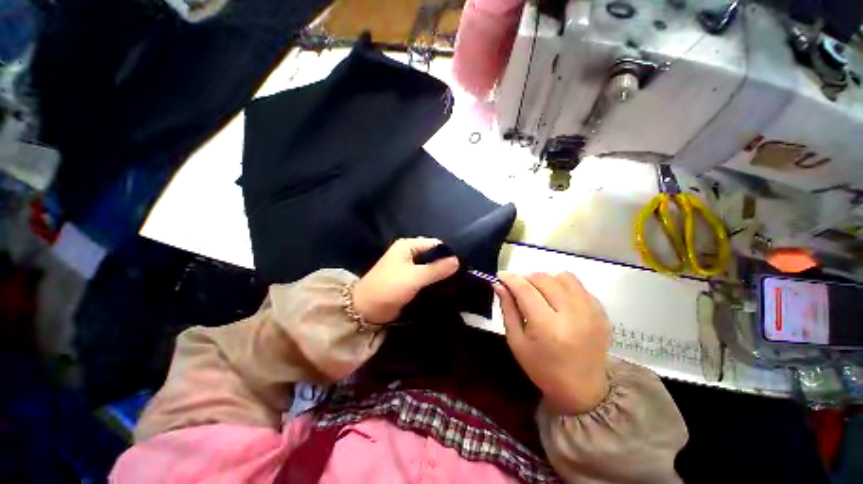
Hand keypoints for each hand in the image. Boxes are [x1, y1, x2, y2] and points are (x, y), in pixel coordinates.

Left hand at [353, 238, 459, 323]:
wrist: (367, 309)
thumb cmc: (389, 287)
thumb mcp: (414, 277)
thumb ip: (436, 269)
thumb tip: (457, 261)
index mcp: (407, 245)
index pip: (434, 244)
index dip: (448, 254)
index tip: (463, 265)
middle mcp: (408, 253)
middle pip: (432, 255)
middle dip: (445, 264)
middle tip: (462, 275)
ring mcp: (408, 266)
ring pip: (429, 267)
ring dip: (440, 274)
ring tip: (458, 282)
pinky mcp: (408, 279)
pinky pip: (425, 277)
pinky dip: (433, 281)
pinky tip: (446, 287)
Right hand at [494, 272, 610, 414]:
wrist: (582, 390)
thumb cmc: (542, 368)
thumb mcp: (516, 342)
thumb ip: (507, 309)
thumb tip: (499, 285)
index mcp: (547, 327)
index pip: (526, 290)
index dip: (511, 278)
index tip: (501, 275)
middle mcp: (572, 315)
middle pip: (544, 279)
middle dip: (526, 278)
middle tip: (518, 286)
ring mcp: (591, 312)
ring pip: (563, 277)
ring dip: (546, 279)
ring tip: (539, 291)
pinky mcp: (602, 312)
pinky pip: (578, 286)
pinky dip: (563, 286)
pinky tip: (557, 299)